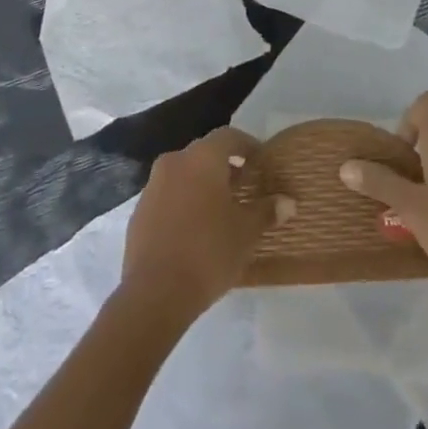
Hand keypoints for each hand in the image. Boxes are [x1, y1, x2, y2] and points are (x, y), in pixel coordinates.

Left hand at [121, 128, 293, 321]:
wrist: (154, 292)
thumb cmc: (208, 252)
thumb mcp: (246, 233)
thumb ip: (266, 211)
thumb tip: (288, 201)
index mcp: (202, 158)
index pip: (228, 136)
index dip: (247, 145)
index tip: (261, 162)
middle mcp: (175, 161)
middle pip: (204, 153)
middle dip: (225, 166)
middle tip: (244, 187)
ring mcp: (153, 185)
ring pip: (184, 174)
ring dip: (202, 185)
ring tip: (221, 211)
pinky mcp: (140, 210)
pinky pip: (168, 195)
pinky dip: (184, 202)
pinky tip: (195, 230)